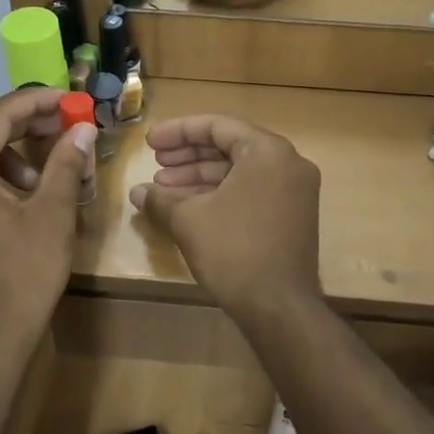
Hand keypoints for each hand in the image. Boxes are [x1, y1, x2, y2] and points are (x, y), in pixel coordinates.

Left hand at [0, 88, 96, 360]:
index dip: (36, 101)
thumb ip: (66, 163)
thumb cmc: (22, 276)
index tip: (70, 99)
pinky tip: (24, 195)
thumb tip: (83, 128)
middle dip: (26, 126)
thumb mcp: (52, 215)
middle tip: (67, 127)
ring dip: (13, 152)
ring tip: (49, 173)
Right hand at [129, 115, 321, 323]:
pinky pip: (252, 192)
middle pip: (231, 146)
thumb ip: (161, 199)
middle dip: (188, 156)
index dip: (179, 132)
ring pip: (240, 172)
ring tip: (163, 190)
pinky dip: (221, 195)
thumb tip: (137, 193)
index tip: (149, 143)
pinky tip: (189, 208)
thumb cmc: (234, 251)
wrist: (279, 307)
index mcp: (269, 152)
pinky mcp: (292, 217)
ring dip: (200, 178)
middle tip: (156, 165)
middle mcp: (289, 164)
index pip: (218, 126)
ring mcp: (295, 192)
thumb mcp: (189, 219)